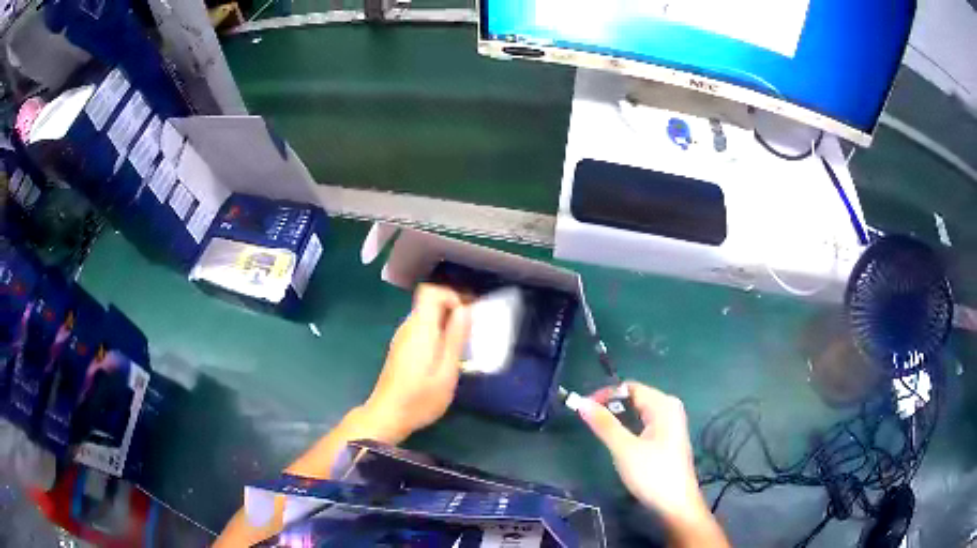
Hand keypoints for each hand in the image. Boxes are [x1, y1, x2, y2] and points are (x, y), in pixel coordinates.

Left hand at [363, 284, 470, 443]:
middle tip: (472, 329)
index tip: (468, 313)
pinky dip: (437, 333)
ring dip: (446, 323)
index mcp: (420, 328)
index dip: (451, 295)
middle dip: (453, 308)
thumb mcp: (446, 372)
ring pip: (426, 316)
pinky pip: (421, 329)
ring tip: (464, 344)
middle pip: (429, 302)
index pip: (430, 291)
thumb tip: (465, 310)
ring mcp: (402, 338)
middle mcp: (408, 327)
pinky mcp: (401, 349)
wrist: (388, 415)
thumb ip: (455, 339)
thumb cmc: (420, 397)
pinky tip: (446, 355)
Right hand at [580, 382, 727, 546]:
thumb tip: (580, 401)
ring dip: (618, 417)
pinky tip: (617, 440)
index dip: (605, 394)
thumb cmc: (652, 474)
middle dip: (611, 406)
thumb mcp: (624, 449)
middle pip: (635, 398)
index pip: (630, 387)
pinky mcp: (667, 438)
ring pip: (638, 412)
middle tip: (587, 419)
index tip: (582, 407)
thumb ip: (604, 424)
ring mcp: (670, 423)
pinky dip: (628, 427)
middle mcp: (669, 408)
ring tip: (598, 429)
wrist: (675, 504)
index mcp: (663, 405)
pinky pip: (643, 423)